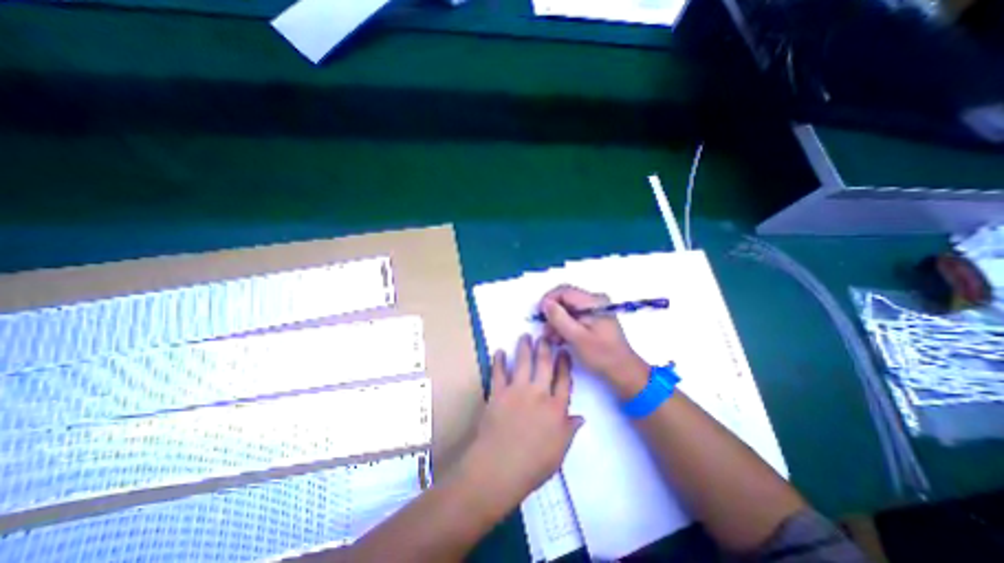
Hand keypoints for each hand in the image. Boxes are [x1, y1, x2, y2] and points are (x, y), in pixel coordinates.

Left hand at [461, 336, 584, 507]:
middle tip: (545, 335)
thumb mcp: (559, 452)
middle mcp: (538, 393)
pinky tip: (499, 351)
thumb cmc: (533, 465)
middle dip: (545, 347)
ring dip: (524, 347)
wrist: (499, 467)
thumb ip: (569, 431)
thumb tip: (580, 417)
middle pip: (544, 364)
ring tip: (525, 335)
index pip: (564, 380)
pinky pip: (498, 372)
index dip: (564, 364)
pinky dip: (498, 360)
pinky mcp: (498, 393)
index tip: (564, 352)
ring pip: (522, 362)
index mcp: (555, 408)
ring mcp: (516, 390)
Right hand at [543, 285, 650, 399]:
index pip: (564, 291)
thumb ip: (559, 318)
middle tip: (546, 330)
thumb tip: (545, 303)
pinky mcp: (593, 318)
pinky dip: (565, 325)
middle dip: (552, 313)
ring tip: (552, 338)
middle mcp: (594, 300)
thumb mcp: (577, 337)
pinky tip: (560, 338)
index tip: (539, 315)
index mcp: (593, 301)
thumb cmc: (601, 354)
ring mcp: (594, 309)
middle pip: (565, 299)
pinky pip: (573, 316)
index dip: (548, 300)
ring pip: (568, 308)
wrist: (623, 370)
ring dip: (557, 321)